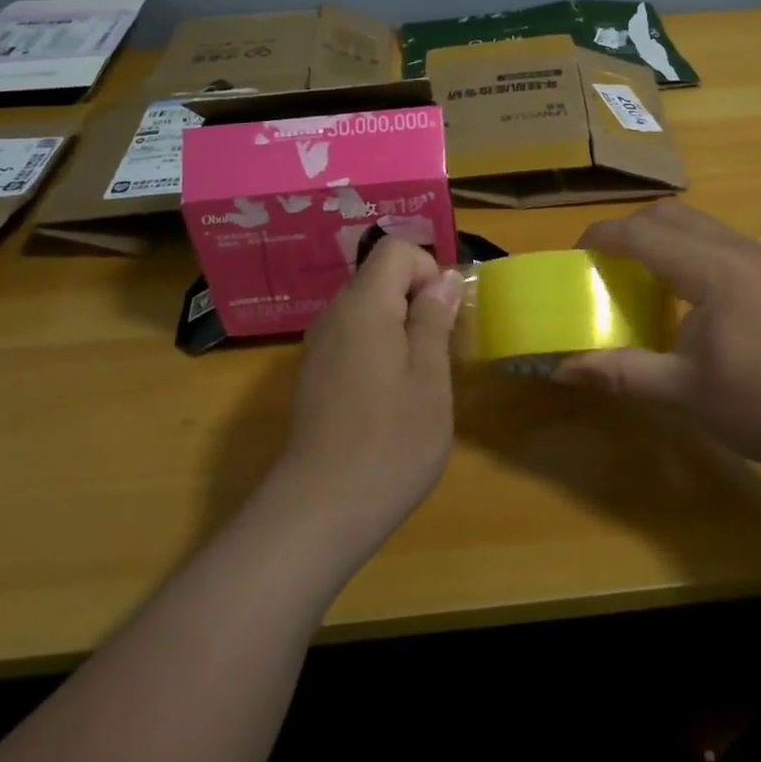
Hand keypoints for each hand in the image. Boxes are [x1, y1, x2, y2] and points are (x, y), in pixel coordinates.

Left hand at [272, 239, 462, 560]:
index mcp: (364, 306)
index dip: (428, 270)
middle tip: (440, 350)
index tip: (445, 317)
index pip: (396, 250)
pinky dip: (379, 349)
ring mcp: (320, 346)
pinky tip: (390, 398)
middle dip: (417, 300)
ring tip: (419, 378)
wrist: (319, 511)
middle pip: (380, 277)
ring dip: (400, 327)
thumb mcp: (429, 377)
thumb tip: (444, 278)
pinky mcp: (316, 375)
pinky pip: (354, 338)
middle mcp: (334, 315)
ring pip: (368, 309)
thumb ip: (434, 319)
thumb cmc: (389, 442)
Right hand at [556, 202, 760, 476]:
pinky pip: (716, 241)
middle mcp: (736, 249)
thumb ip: (621, 372)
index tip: (573, 258)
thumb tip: (561, 369)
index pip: (642, 233)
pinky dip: (685, 250)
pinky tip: (683, 295)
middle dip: (628, 230)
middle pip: (669, 214)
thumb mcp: (684, 393)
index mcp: (712, 269)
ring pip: (696, 224)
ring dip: (659, 237)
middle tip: (602, 266)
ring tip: (636, 276)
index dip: (601, 238)